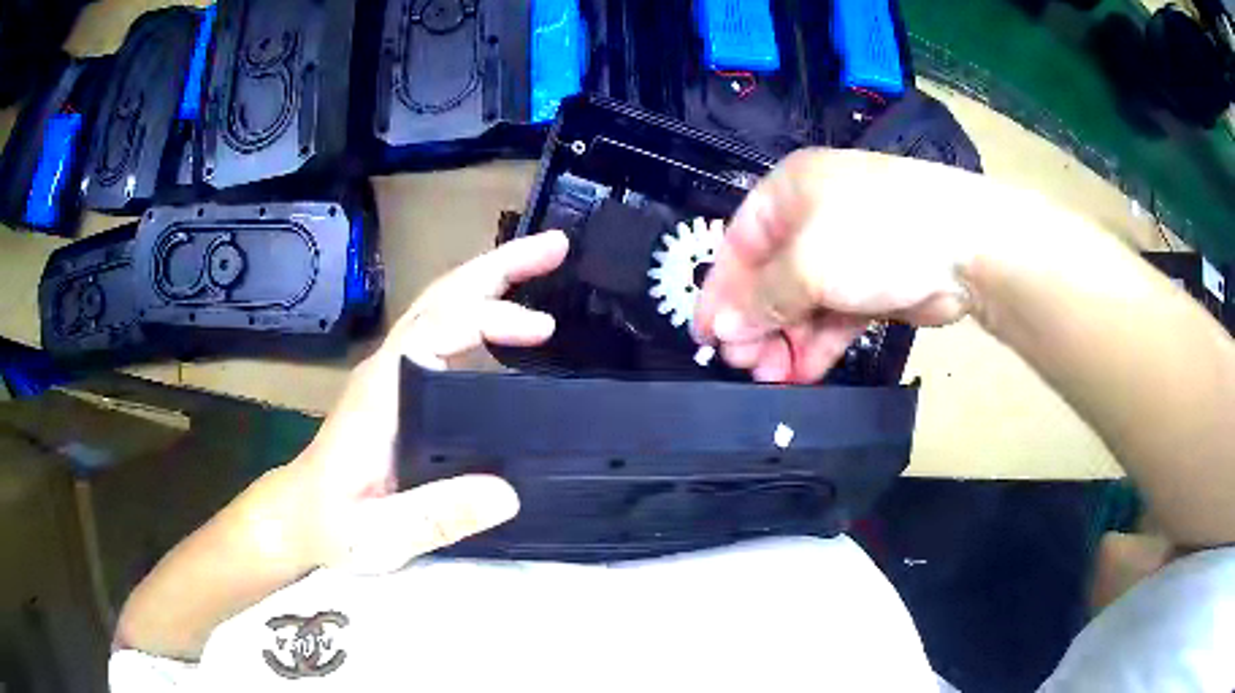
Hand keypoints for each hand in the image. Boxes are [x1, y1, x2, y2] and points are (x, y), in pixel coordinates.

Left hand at [293, 230, 569, 572]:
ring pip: (443, 304)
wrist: (300, 514)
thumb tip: (509, 493)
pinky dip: (480, 306)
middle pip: (443, 296)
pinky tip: (508, 315)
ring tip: (544, 261)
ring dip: (492, 276)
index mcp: (382, 392)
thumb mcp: (379, 534)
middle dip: (499, 265)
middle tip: (556, 246)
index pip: (437, 330)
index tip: (543, 329)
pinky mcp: (401, 383)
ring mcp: (393, 371)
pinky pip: (443, 327)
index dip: (490, 318)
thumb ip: (435, 517)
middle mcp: (388, 367)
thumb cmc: (332, 524)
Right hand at [694, 149, 975, 383]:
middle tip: (743, 364)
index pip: (737, 244)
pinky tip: (803, 373)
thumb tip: (723, 328)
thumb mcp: (807, 264)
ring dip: (785, 340)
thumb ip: (762, 299)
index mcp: (788, 193)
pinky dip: (819, 345)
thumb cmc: (874, 235)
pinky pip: (834, 317)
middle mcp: (812, 219)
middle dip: (755, 323)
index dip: (719, 291)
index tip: (705, 336)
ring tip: (772, 377)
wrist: (964, 247)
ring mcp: (845, 254)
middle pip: (769, 277)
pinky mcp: (873, 285)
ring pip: (802, 303)